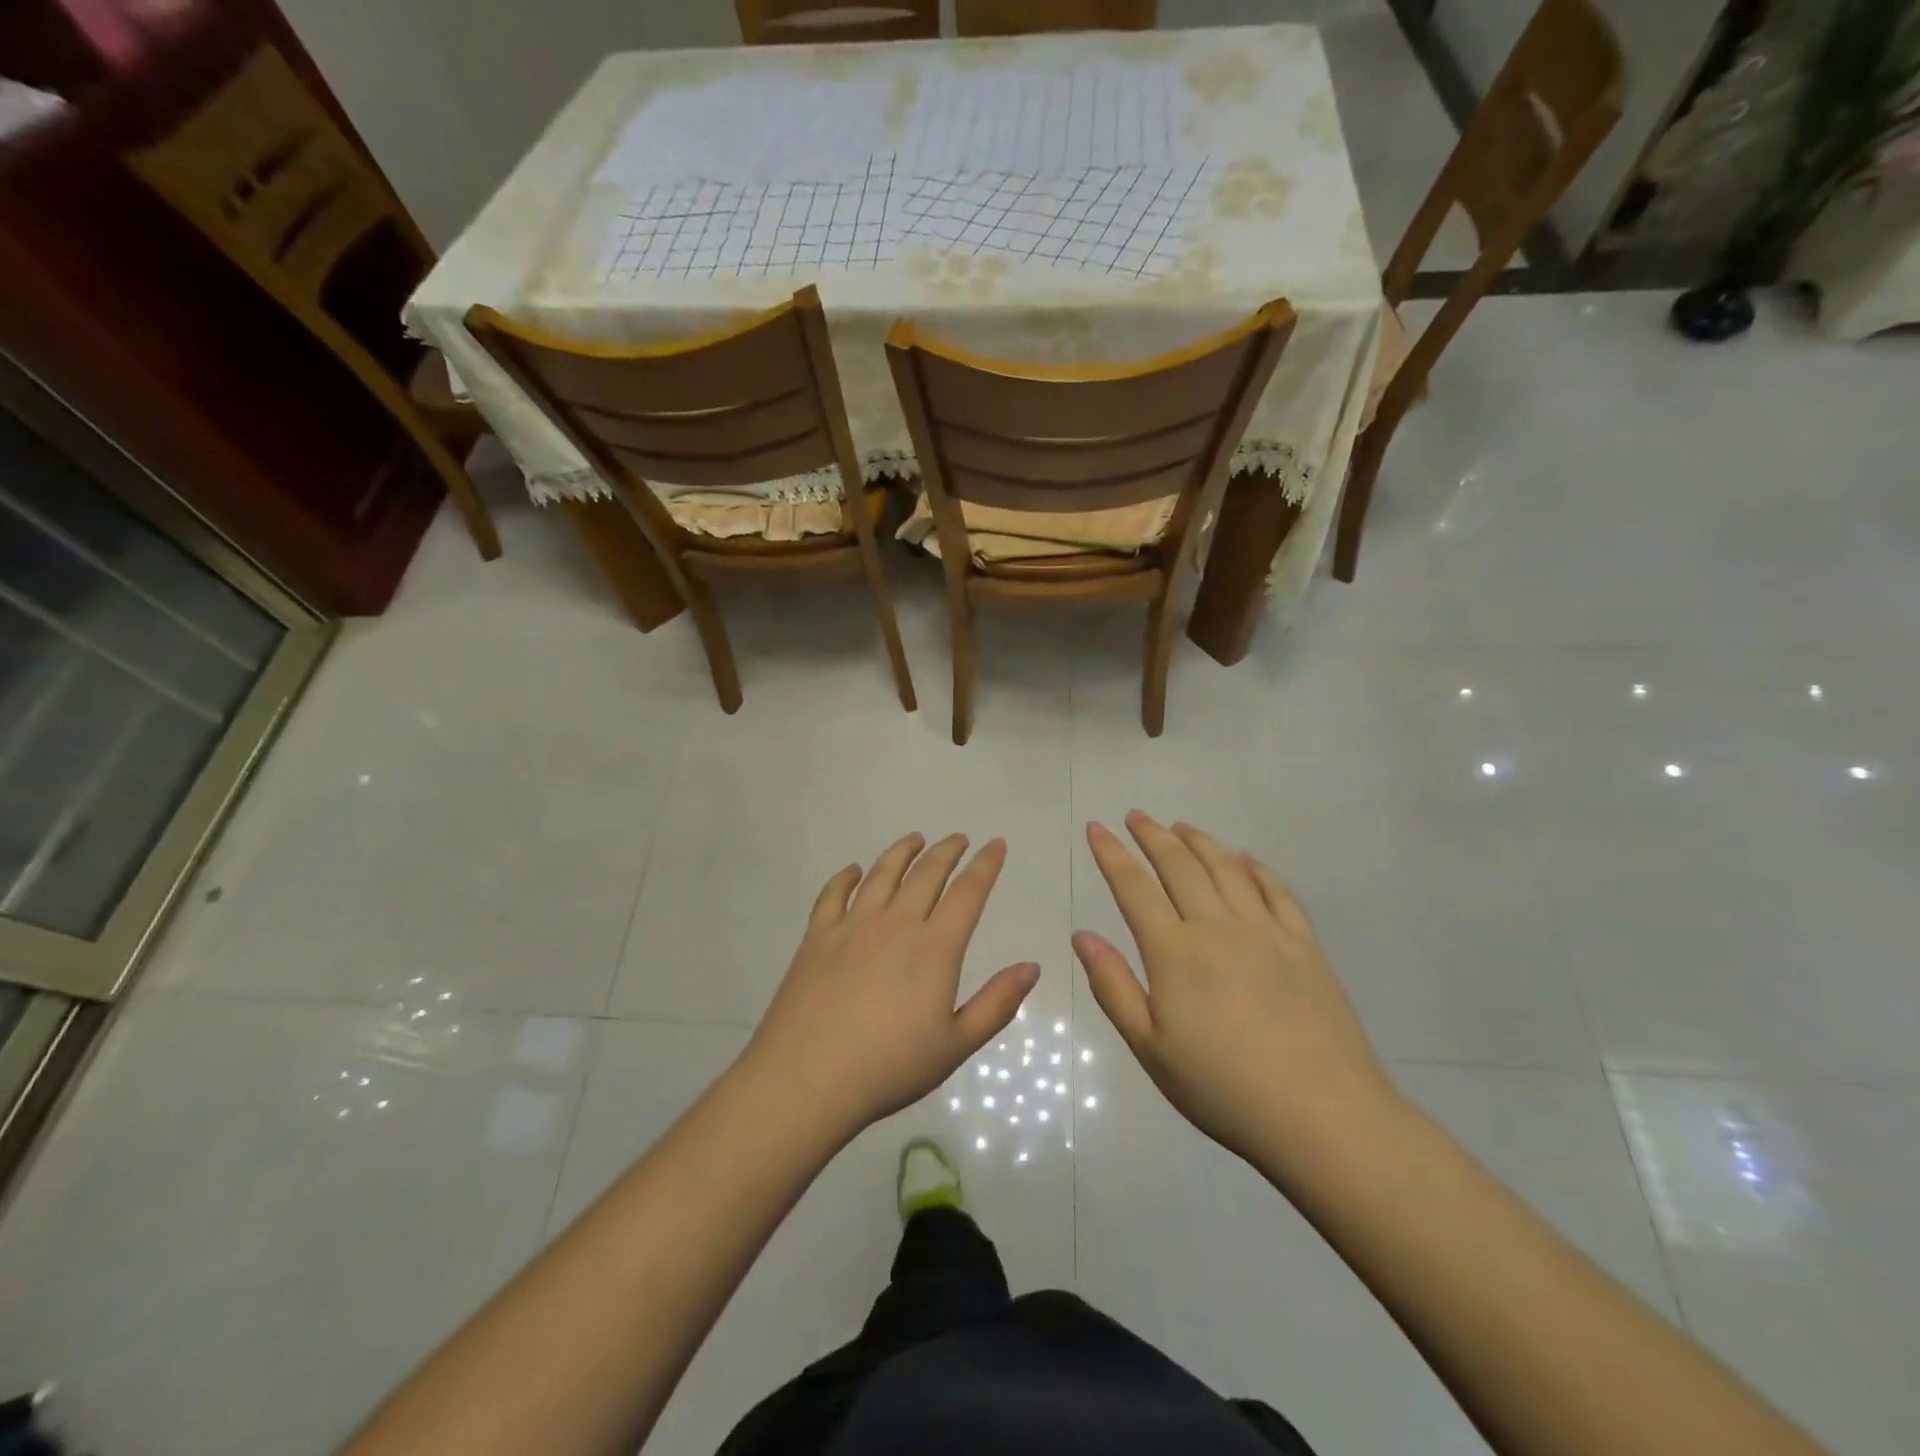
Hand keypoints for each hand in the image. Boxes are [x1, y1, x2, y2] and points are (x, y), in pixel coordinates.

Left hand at [744, 833, 1039, 1140]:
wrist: (807, 1080)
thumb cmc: (889, 1067)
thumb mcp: (956, 1045)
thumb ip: (997, 1003)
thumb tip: (1032, 966)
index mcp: (934, 947)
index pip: (967, 893)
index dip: (985, 865)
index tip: (996, 844)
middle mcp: (896, 923)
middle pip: (926, 873)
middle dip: (947, 851)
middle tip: (959, 839)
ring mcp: (852, 926)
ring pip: (882, 874)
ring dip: (902, 852)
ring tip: (915, 839)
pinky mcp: (817, 937)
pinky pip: (833, 894)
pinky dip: (846, 876)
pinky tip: (854, 870)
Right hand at [1073, 813, 1399, 1170]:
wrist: (1322, 1116)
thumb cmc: (1224, 1089)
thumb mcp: (1151, 1049)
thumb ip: (1113, 986)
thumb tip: (1081, 936)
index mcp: (1175, 952)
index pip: (1134, 888)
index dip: (1112, 854)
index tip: (1096, 828)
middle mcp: (1218, 927)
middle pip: (1180, 865)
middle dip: (1153, 836)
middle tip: (1136, 816)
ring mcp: (1266, 931)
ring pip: (1226, 868)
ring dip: (1200, 842)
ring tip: (1181, 827)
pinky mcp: (1304, 945)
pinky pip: (1277, 890)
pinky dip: (1255, 867)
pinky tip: (1245, 860)